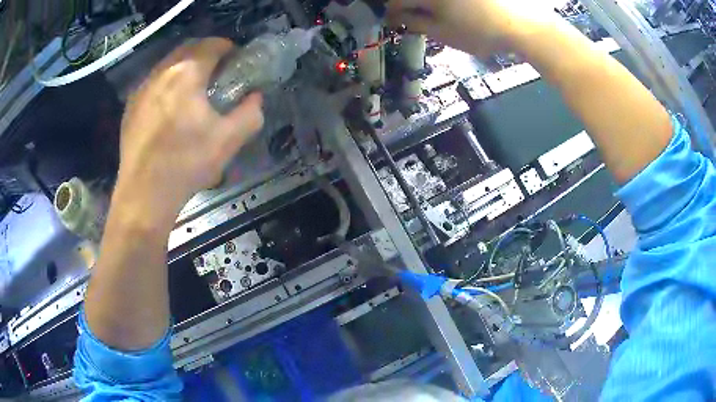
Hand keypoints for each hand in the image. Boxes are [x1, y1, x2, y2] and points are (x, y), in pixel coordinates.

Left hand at [116, 38, 263, 224]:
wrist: (143, 195)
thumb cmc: (185, 164)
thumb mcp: (228, 141)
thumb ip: (250, 113)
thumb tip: (255, 98)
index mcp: (187, 73)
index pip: (212, 45)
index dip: (228, 49)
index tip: (236, 63)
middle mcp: (162, 72)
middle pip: (188, 48)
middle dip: (206, 54)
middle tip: (217, 74)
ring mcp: (142, 89)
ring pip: (168, 64)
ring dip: (184, 68)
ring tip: (192, 91)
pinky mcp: (130, 107)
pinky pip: (153, 83)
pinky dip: (166, 84)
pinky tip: (169, 109)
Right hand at [387, 0, 555, 57]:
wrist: (522, 25)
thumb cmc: (480, 32)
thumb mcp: (443, 33)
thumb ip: (414, 23)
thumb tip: (395, 17)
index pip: (396, 1)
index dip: (392, 13)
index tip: (394, 23)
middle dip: (409, 5)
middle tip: (415, 19)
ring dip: (426, 4)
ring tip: (436, 16)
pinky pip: (447, 0)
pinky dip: (444, 4)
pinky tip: (453, 10)